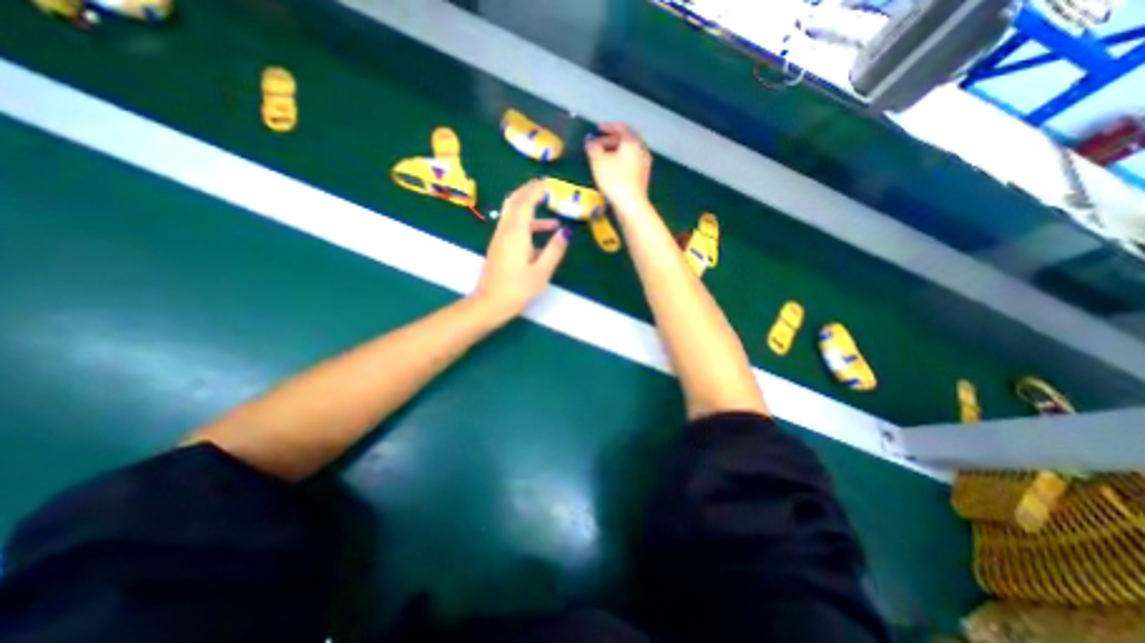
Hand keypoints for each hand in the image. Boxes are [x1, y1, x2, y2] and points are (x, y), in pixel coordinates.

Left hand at [471, 178, 569, 317]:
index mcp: (517, 233)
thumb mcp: (542, 271)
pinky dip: (525, 223)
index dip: (536, 190)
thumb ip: (554, 250)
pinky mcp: (498, 248)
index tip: (548, 182)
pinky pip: (511, 227)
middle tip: (543, 187)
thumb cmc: (518, 289)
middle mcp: (505, 231)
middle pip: (514, 202)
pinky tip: (539, 236)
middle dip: (528, 191)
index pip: (526, 202)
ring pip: (512, 214)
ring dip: (528, 208)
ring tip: (550, 214)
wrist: (489, 303)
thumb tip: (566, 231)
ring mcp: (499, 239)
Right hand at [591, 121, 653, 208]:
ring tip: (604, 157)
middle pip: (626, 140)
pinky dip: (621, 161)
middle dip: (611, 141)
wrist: (631, 204)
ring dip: (616, 152)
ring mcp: (644, 164)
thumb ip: (592, 147)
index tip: (598, 128)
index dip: (608, 127)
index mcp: (632, 142)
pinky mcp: (643, 177)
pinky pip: (631, 163)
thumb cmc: (614, 180)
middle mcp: (641, 150)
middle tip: (598, 144)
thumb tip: (589, 140)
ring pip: (629, 152)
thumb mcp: (598, 161)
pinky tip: (613, 169)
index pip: (620, 128)